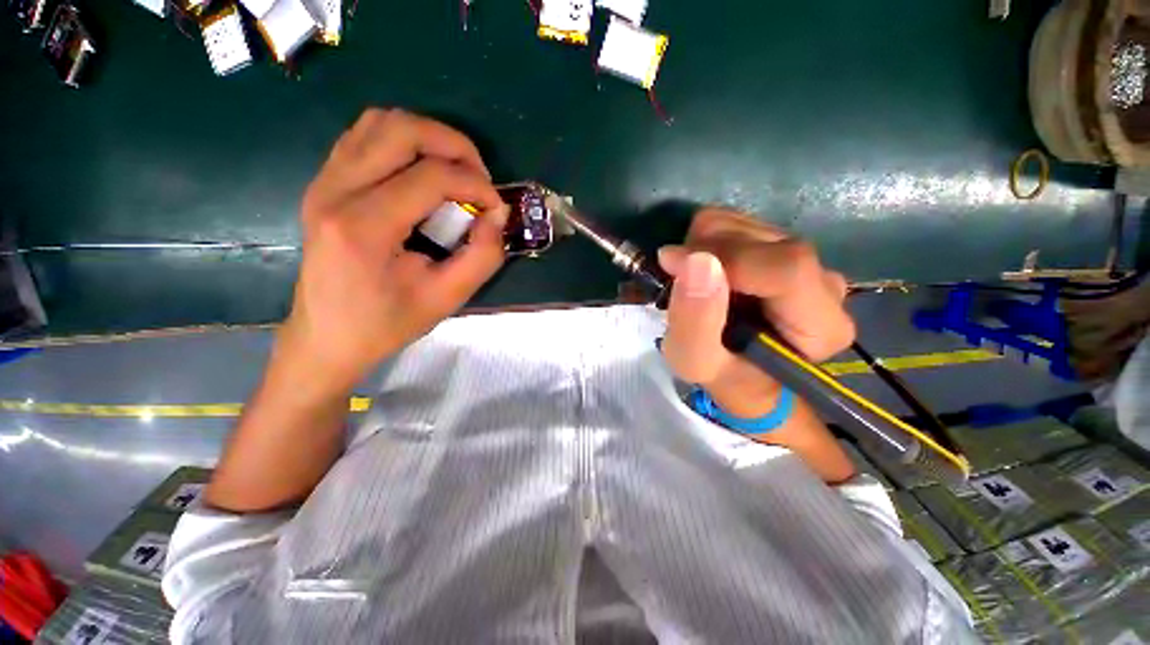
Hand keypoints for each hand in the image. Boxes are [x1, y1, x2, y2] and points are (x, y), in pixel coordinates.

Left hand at [282, 109, 508, 387]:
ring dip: (429, 139)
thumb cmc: (386, 324)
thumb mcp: (446, 298)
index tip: (496, 208)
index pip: (430, 176)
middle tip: (479, 179)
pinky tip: (423, 174)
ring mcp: (324, 182)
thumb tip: (498, 215)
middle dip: (454, 145)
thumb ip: (482, 256)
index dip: (475, 185)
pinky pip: (365, 137)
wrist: (327, 338)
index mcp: (363, 226)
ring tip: (455, 173)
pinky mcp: (325, 184)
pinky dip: (403, 144)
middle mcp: (335, 190)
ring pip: (380, 122)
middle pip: (401, 128)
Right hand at [658, 208, 854, 417]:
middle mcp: (823, 283)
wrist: (741, 373)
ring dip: (701, 247)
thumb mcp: (695, 362)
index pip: (785, 268)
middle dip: (703, 253)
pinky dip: (705, 242)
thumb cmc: (723, 376)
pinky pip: (735, 224)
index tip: (672, 264)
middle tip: (679, 284)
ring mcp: (805, 259)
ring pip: (743, 224)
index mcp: (821, 325)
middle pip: (760, 239)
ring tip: (693, 284)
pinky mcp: (783, 247)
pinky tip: (704, 272)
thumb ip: (694, 321)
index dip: (725, 259)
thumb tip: (695, 260)